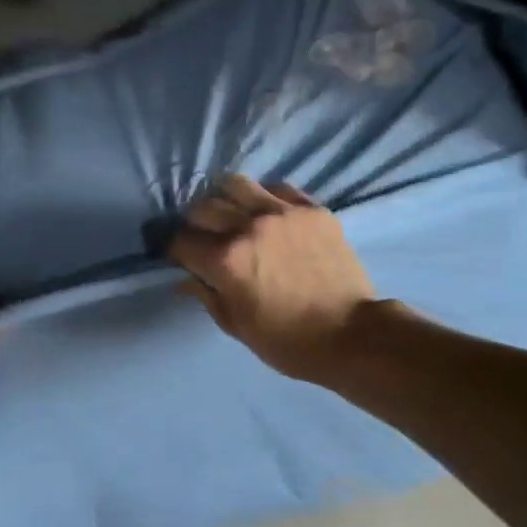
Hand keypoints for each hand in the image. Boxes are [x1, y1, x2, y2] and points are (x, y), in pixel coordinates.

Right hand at [168, 175, 376, 382]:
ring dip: (225, 199)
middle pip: (203, 207)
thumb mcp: (237, 326)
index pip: (180, 241)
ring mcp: (282, 212)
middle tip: (203, 237)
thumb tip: (185, 278)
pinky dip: (264, 197)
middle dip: (194, 223)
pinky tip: (268, 214)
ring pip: (236, 184)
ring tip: (232, 214)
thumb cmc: (288, 341)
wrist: (352, 335)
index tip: (179, 257)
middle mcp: (248, 226)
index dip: (174, 250)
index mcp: (225, 260)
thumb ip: (207, 296)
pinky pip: (277, 188)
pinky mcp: (312, 209)